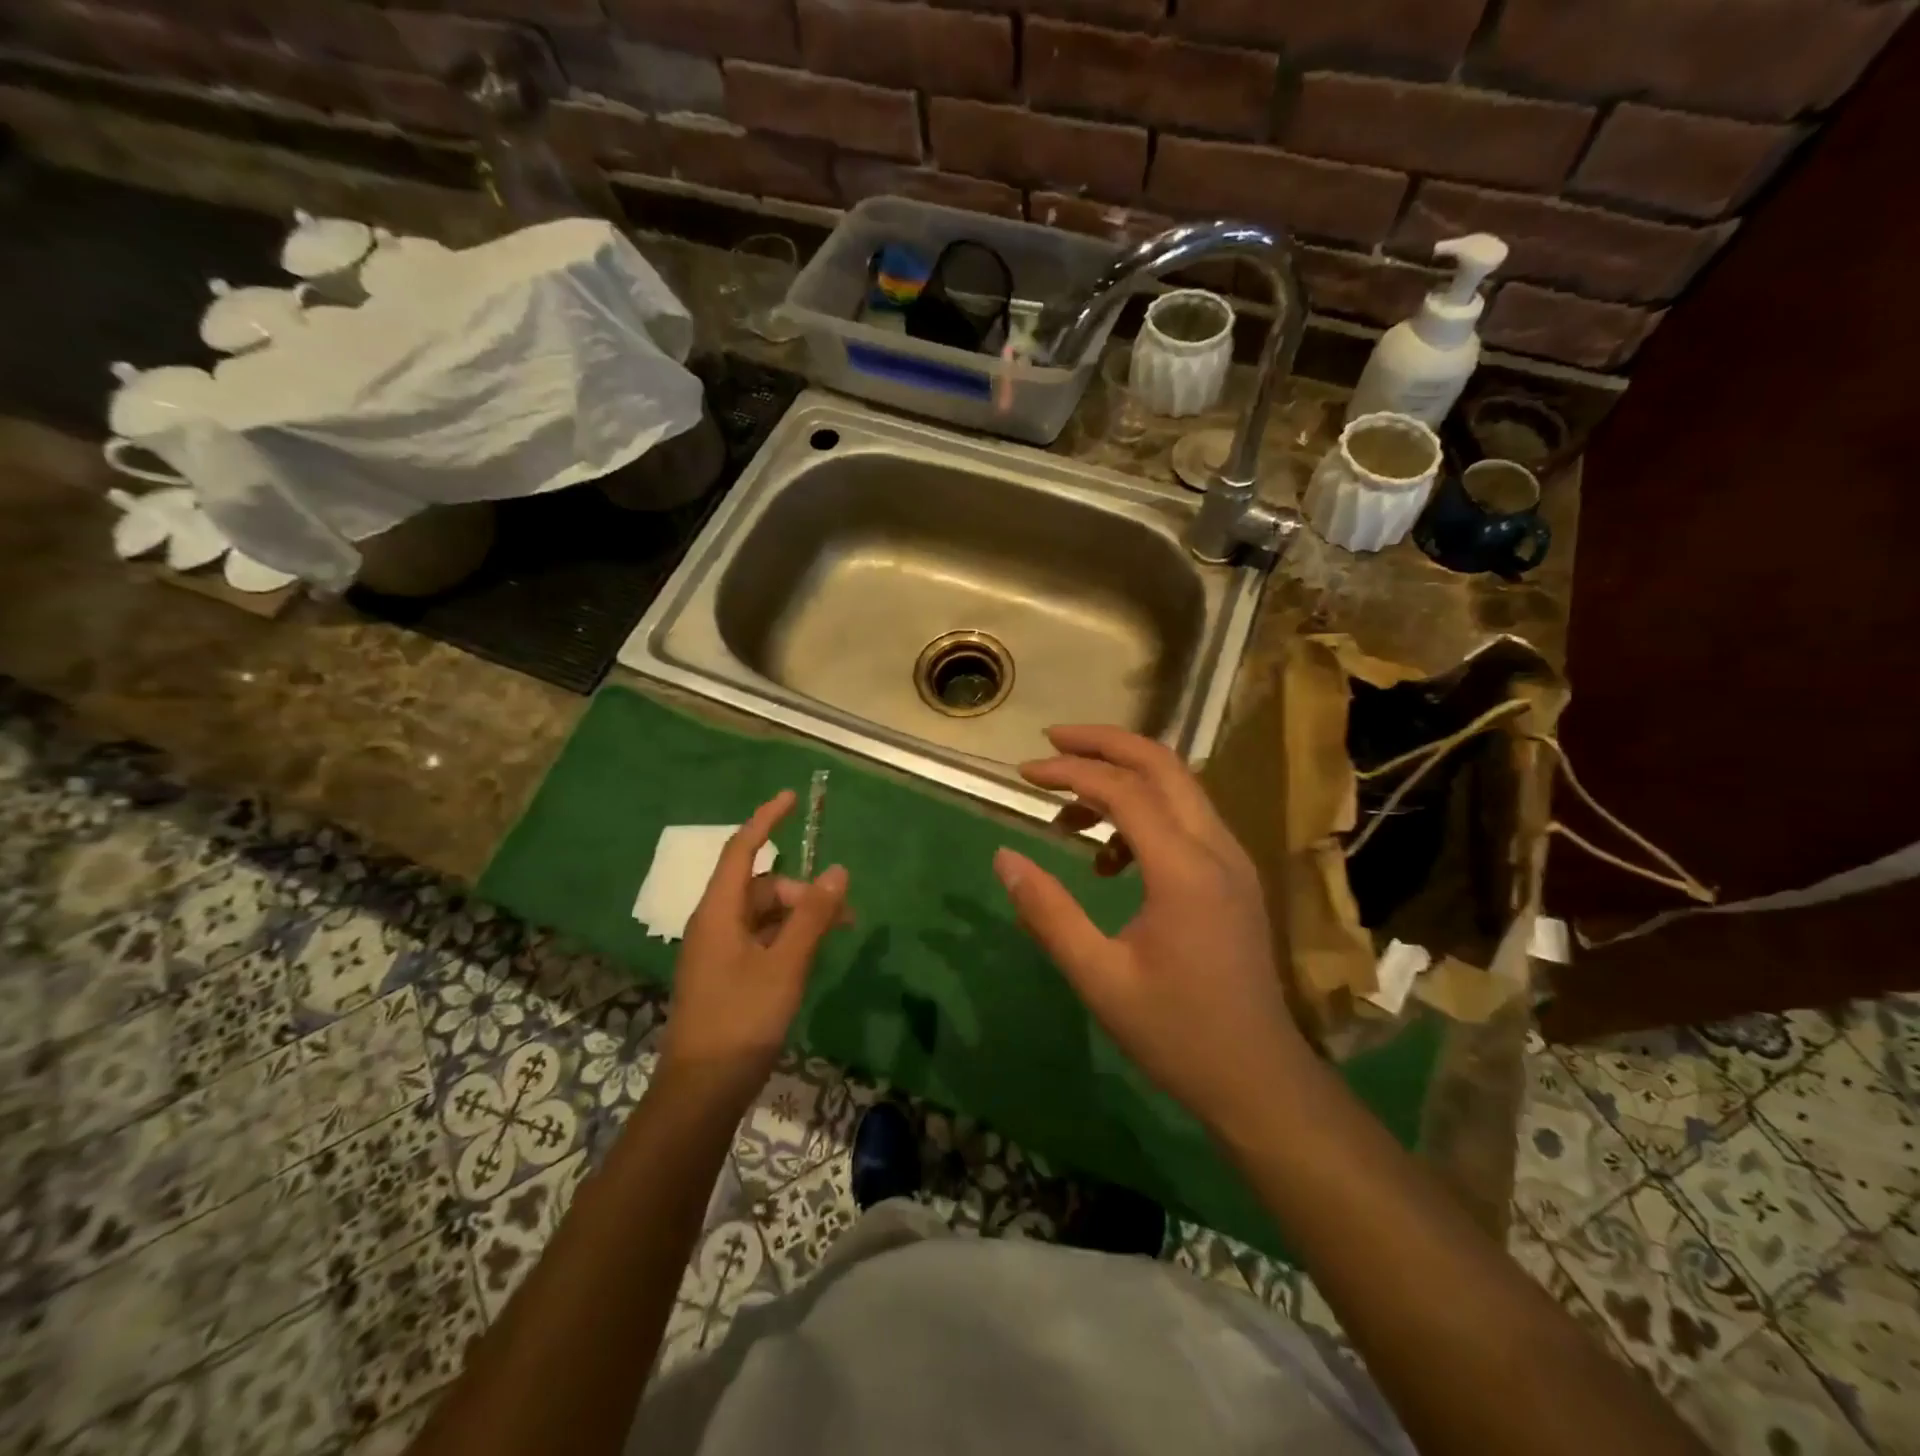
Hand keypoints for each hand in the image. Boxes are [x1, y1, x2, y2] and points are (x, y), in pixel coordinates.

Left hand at [659, 790, 849, 1097]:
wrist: (702, 1092)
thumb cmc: (741, 1020)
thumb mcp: (785, 964)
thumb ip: (812, 916)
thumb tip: (838, 870)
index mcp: (718, 913)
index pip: (741, 849)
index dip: (766, 820)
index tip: (790, 798)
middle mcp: (714, 924)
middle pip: (761, 886)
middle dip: (802, 890)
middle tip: (843, 915)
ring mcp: (717, 952)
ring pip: (764, 915)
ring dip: (799, 916)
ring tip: (835, 936)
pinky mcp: (725, 975)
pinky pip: (760, 940)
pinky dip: (787, 938)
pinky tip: (809, 957)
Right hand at [992, 725, 1305, 1138]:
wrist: (1259, 1079)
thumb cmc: (1176, 1033)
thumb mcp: (1098, 977)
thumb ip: (1048, 912)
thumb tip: (1003, 858)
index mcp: (1185, 869)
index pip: (1124, 790)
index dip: (1069, 772)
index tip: (1023, 774)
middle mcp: (1216, 848)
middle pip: (1162, 764)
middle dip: (1103, 743)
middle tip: (1051, 743)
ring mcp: (1232, 860)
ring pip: (1178, 787)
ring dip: (1123, 779)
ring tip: (1067, 811)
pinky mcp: (1234, 876)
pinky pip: (1186, 819)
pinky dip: (1143, 814)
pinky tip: (1109, 860)